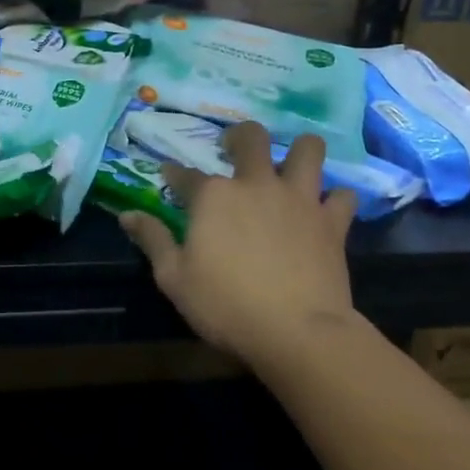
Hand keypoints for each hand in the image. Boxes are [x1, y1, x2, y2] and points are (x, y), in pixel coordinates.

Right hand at [120, 121, 362, 365]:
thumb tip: (127, 215)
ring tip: (291, 165)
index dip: (174, 173)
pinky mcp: (331, 222)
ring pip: (308, 149)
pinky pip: (342, 195)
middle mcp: (256, 184)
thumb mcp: (173, 279)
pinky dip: (335, 198)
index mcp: (213, 196)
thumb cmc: (226, 306)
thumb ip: (153, 240)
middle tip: (234, 151)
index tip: (169, 175)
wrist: (297, 332)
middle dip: (240, 137)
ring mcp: (298, 199)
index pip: (185, 174)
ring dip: (299, 151)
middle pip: (251, 138)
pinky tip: (326, 209)